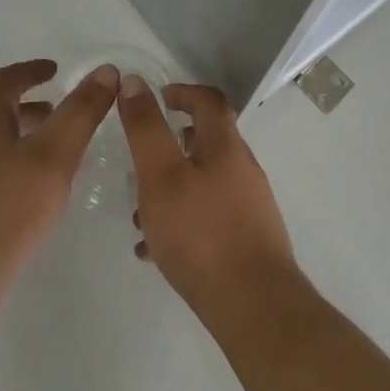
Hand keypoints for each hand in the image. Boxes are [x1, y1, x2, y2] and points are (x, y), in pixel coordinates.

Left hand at [0, 60, 118, 300]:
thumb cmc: (6, 210)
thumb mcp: (53, 155)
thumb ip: (80, 113)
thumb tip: (105, 71)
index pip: (3, 82)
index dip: (29, 70)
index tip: (54, 69)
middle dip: (30, 107)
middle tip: (60, 113)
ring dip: (25, 141)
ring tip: (57, 157)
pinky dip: (18, 170)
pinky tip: (36, 198)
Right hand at [119, 78, 298, 321]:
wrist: (255, 309)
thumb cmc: (201, 234)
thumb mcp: (161, 175)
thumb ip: (145, 129)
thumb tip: (134, 81)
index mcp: (225, 146)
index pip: (209, 100)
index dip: (183, 91)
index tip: (159, 97)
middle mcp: (243, 170)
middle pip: (208, 142)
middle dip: (173, 144)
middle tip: (143, 158)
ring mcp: (250, 207)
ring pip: (205, 183)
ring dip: (174, 187)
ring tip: (140, 214)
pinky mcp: (249, 241)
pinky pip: (210, 218)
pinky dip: (183, 220)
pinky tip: (156, 251)